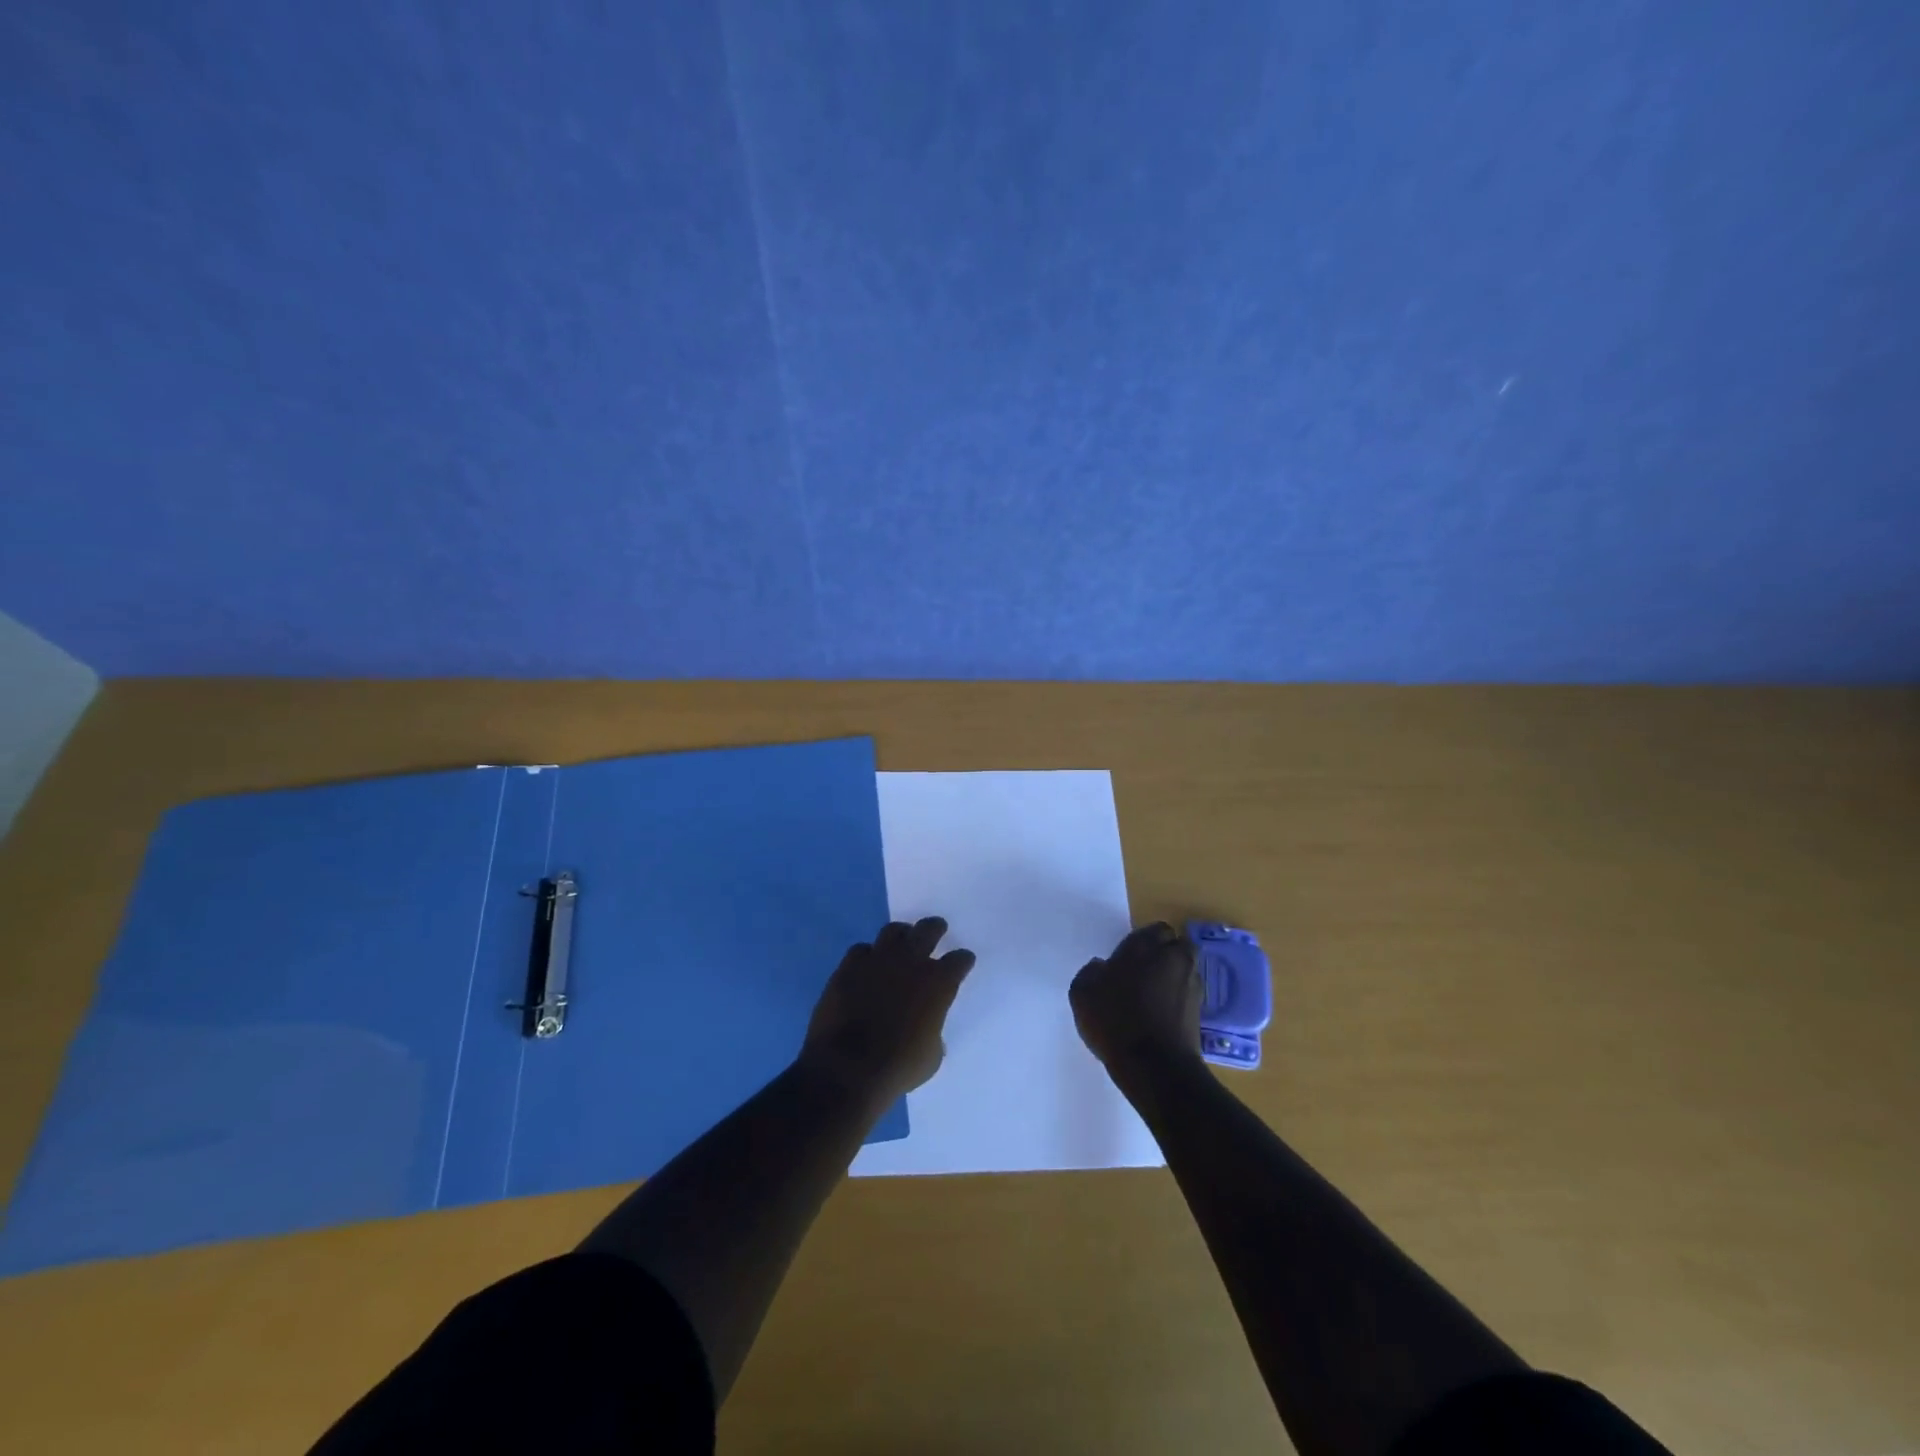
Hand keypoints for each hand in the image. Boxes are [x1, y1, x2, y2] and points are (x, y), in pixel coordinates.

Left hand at [800, 917, 975, 1101]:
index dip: (962, 960)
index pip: (959, 960)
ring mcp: (877, 960)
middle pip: (928, 930)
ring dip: (901, 935)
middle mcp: (910, 962)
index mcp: (938, 983)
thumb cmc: (898, 1068)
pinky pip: (861, 950)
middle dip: (935, 928)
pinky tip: (867, 964)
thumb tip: (926, 1028)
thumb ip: (933, 1030)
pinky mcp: (848, 967)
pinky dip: (867, 956)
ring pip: (893, 931)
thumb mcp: (931, 1056)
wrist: (847, 1069)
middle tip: (937, 929)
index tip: (963, 961)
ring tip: (902, 941)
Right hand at [1070, 922, 1203, 1075]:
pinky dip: (1179, 999)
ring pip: (1186, 969)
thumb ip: (1091, 972)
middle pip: (1177, 946)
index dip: (1143, 941)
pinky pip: (1188, 995)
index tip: (1128, 957)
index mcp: (1145, 946)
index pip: (1155, 929)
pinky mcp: (1200, 1012)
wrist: (1155, 1066)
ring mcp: (1191, 985)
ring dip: (1174, 976)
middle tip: (1144, 971)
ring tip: (1153, 995)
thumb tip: (1101, 967)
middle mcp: (1174, 958)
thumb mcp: (1082, 992)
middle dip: (1165, 954)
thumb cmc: (1115, 1021)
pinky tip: (1161, 1015)